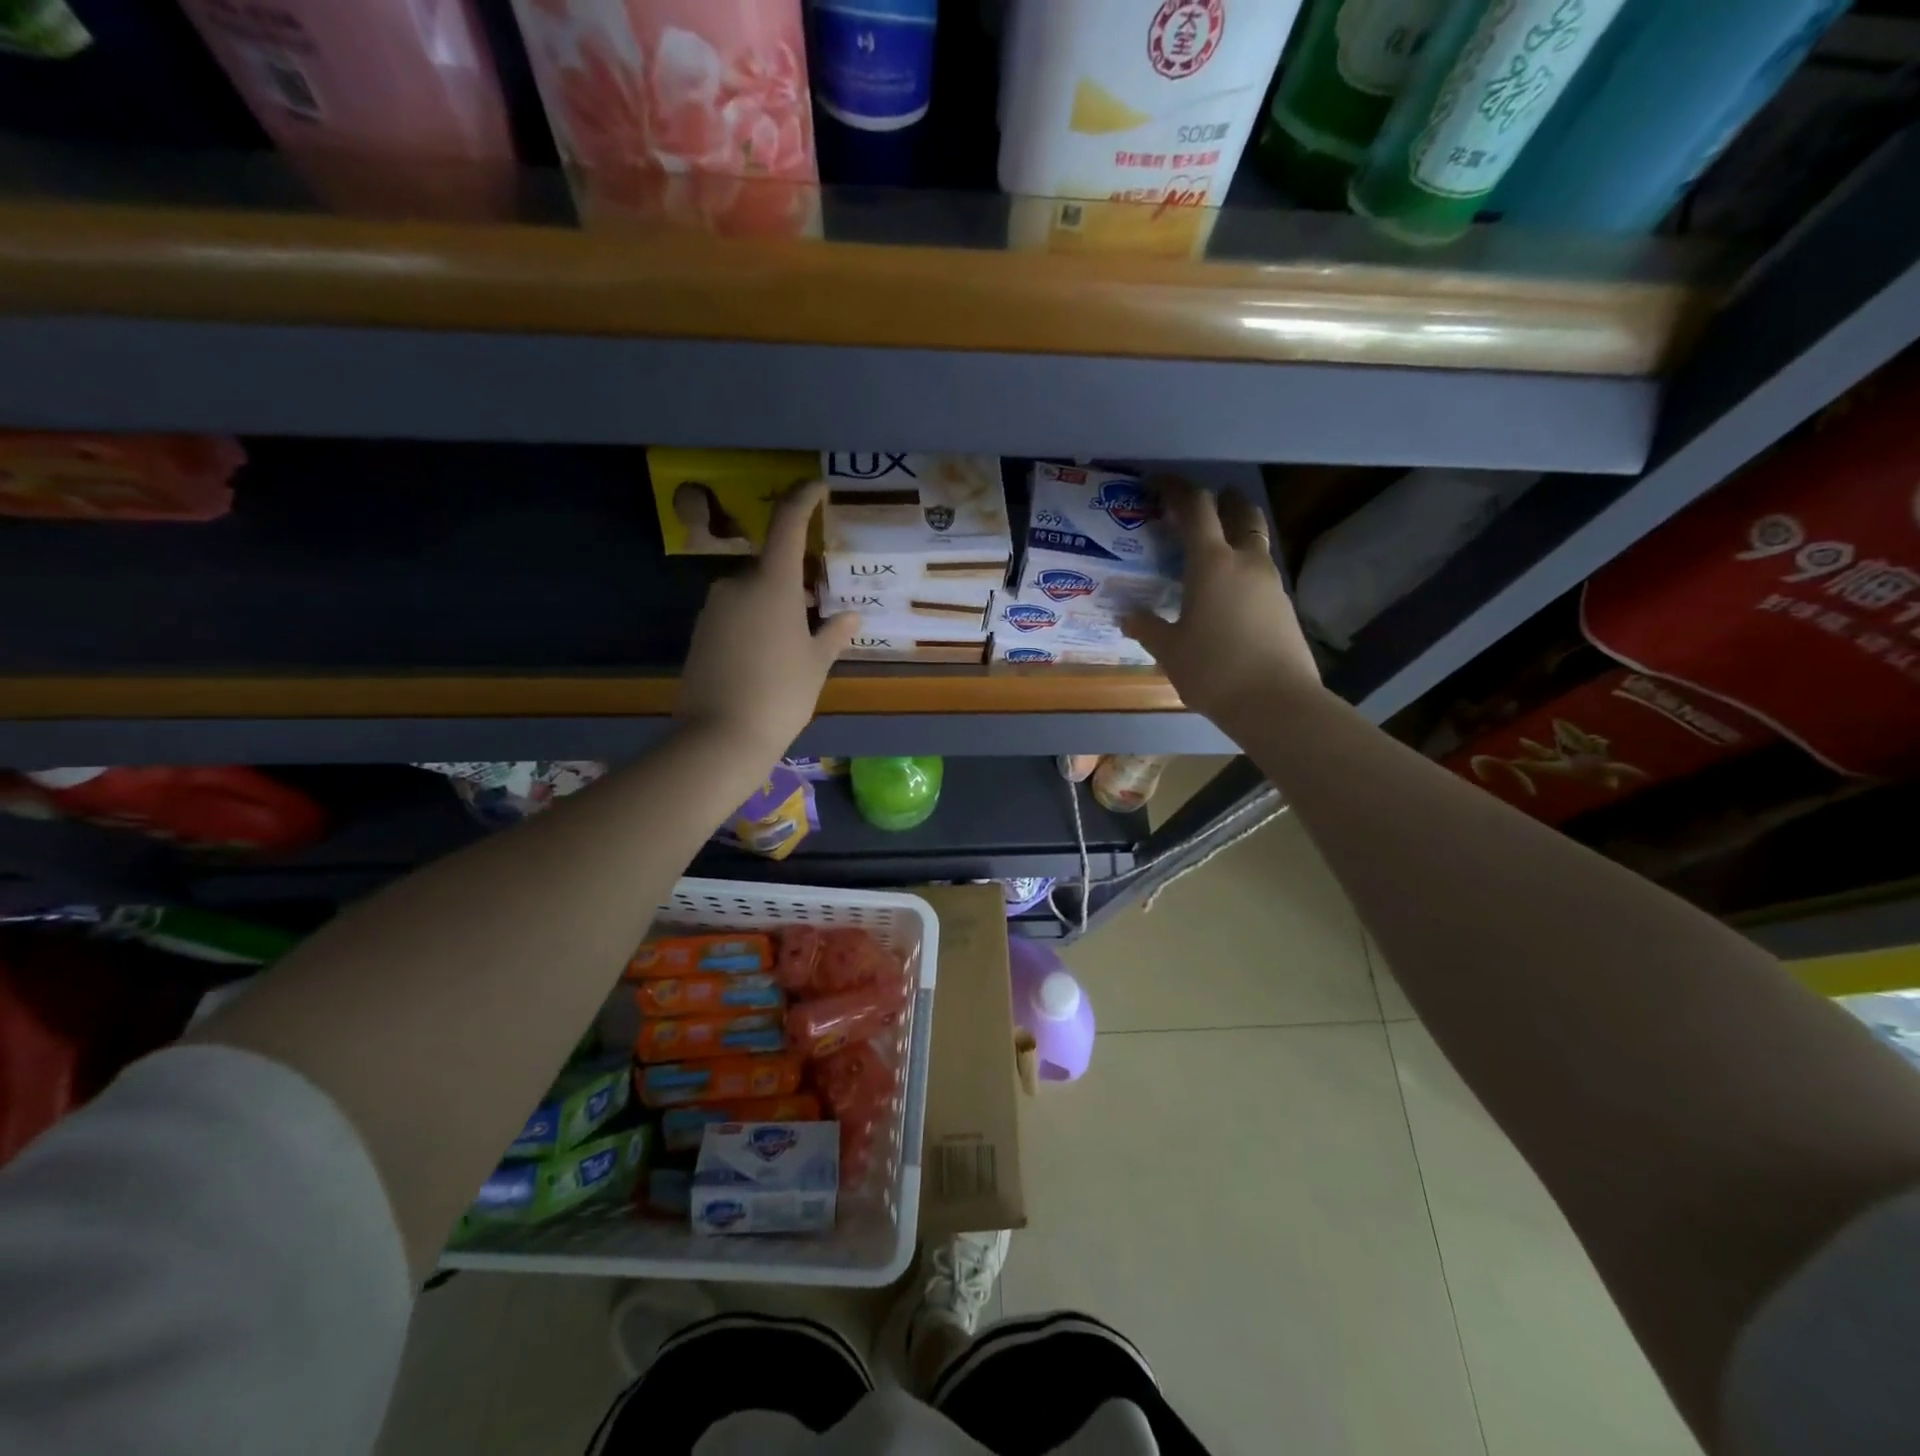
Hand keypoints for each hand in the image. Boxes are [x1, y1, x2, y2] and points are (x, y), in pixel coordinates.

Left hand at [677, 482, 857, 761]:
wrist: (719, 737)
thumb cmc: (781, 693)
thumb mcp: (816, 664)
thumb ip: (833, 633)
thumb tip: (851, 617)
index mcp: (772, 583)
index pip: (788, 525)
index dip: (803, 499)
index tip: (818, 487)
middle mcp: (737, 585)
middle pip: (771, 566)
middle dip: (796, 579)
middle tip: (820, 606)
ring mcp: (714, 609)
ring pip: (752, 593)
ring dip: (775, 604)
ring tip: (797, 640)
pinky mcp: (700, 633)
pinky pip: (735, 614)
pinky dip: (755, 622)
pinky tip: (768, 656)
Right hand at [1123, 480, 1320, 724]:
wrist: (1276, 703)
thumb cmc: (1213, 671)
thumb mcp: (1169, 651)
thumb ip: (1147, 627)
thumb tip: (1128, 615)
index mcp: (1212, 563)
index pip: (1196, 508)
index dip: (1178, 489)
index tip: (1159, 484)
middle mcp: (1246, 562)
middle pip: (1240, 512)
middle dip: (1220, 501)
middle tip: (1199, 507)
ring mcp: (1270, 582)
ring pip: (1255, 540)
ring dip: (1236, 532)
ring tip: (1211, 549)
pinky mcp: (1283, 605)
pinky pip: (1261, 570)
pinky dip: (1244, 565)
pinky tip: (1227, 591)